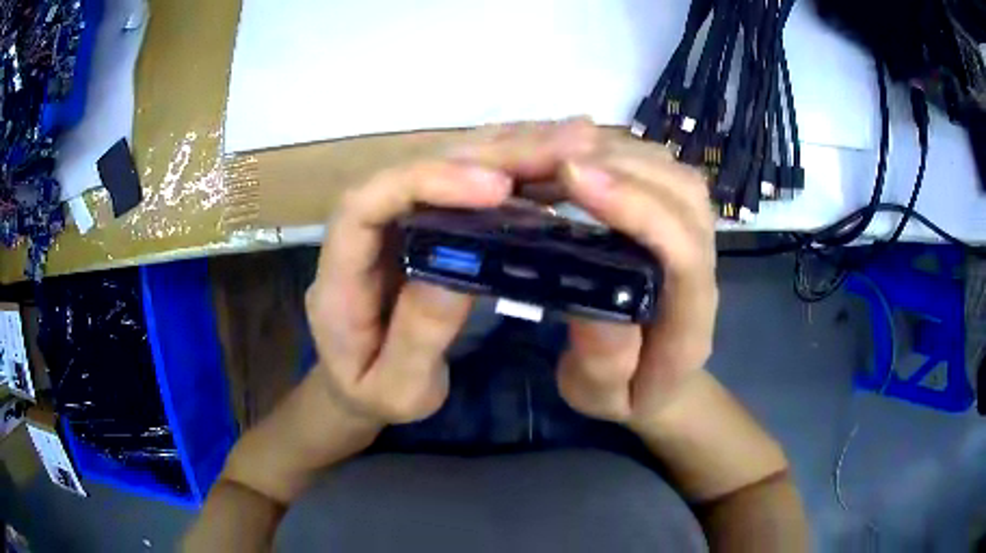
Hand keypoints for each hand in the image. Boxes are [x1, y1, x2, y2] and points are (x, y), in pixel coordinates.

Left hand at [305, 119, 598, 424]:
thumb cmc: (373, 392)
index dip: (428, 183)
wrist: (358, 385)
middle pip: (419, 170)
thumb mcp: (395, 388)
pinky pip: (466, 184)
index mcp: (340, 273)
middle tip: (565, 146)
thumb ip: (417, 337)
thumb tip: (458, 272)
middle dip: (491, 155)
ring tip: (573, 140)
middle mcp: (365, 231)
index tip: (496, 188)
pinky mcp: (425, 224)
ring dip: (509, 150)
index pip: (368, 204)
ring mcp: (397, 222)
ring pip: (447, 167)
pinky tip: (552, 159)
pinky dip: (510, 168)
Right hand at [555, 139, 717, 427]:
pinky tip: (579, 156)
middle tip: (549, 158)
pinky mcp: (679, 218)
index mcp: (690, 316)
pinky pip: (662, 169)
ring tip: (558, 153)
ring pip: (674, 172)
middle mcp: (704, 264)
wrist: (662, 381)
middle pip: (683, 194)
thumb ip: (604, 360)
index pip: (680, 249)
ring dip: (619, 152)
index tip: (573, 179)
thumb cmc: (630, 392)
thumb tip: (589, 299)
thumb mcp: (602, 395)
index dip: (634, 206)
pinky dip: (621, 151)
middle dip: (619, 165)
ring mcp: (696, 234)